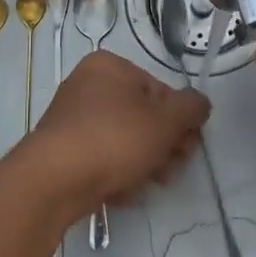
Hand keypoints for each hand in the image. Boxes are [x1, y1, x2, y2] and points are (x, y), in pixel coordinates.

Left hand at [21, 51, 209, 221]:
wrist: (54, 181)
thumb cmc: (115, 139)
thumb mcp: (165, 121)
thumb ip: (191, 108)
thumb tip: (200, 103)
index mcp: (109, 66)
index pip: (159, 89)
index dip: (179, 119)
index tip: (189, 144)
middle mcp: (87, 85)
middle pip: (141, 115)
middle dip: (164, 143)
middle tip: (174, 167)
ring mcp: (71, 118)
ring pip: (123, 138)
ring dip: (145, 161)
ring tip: (152, 182)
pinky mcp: (62, 150)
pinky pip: (100, 157)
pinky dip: (116, 171)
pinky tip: (125, 190)